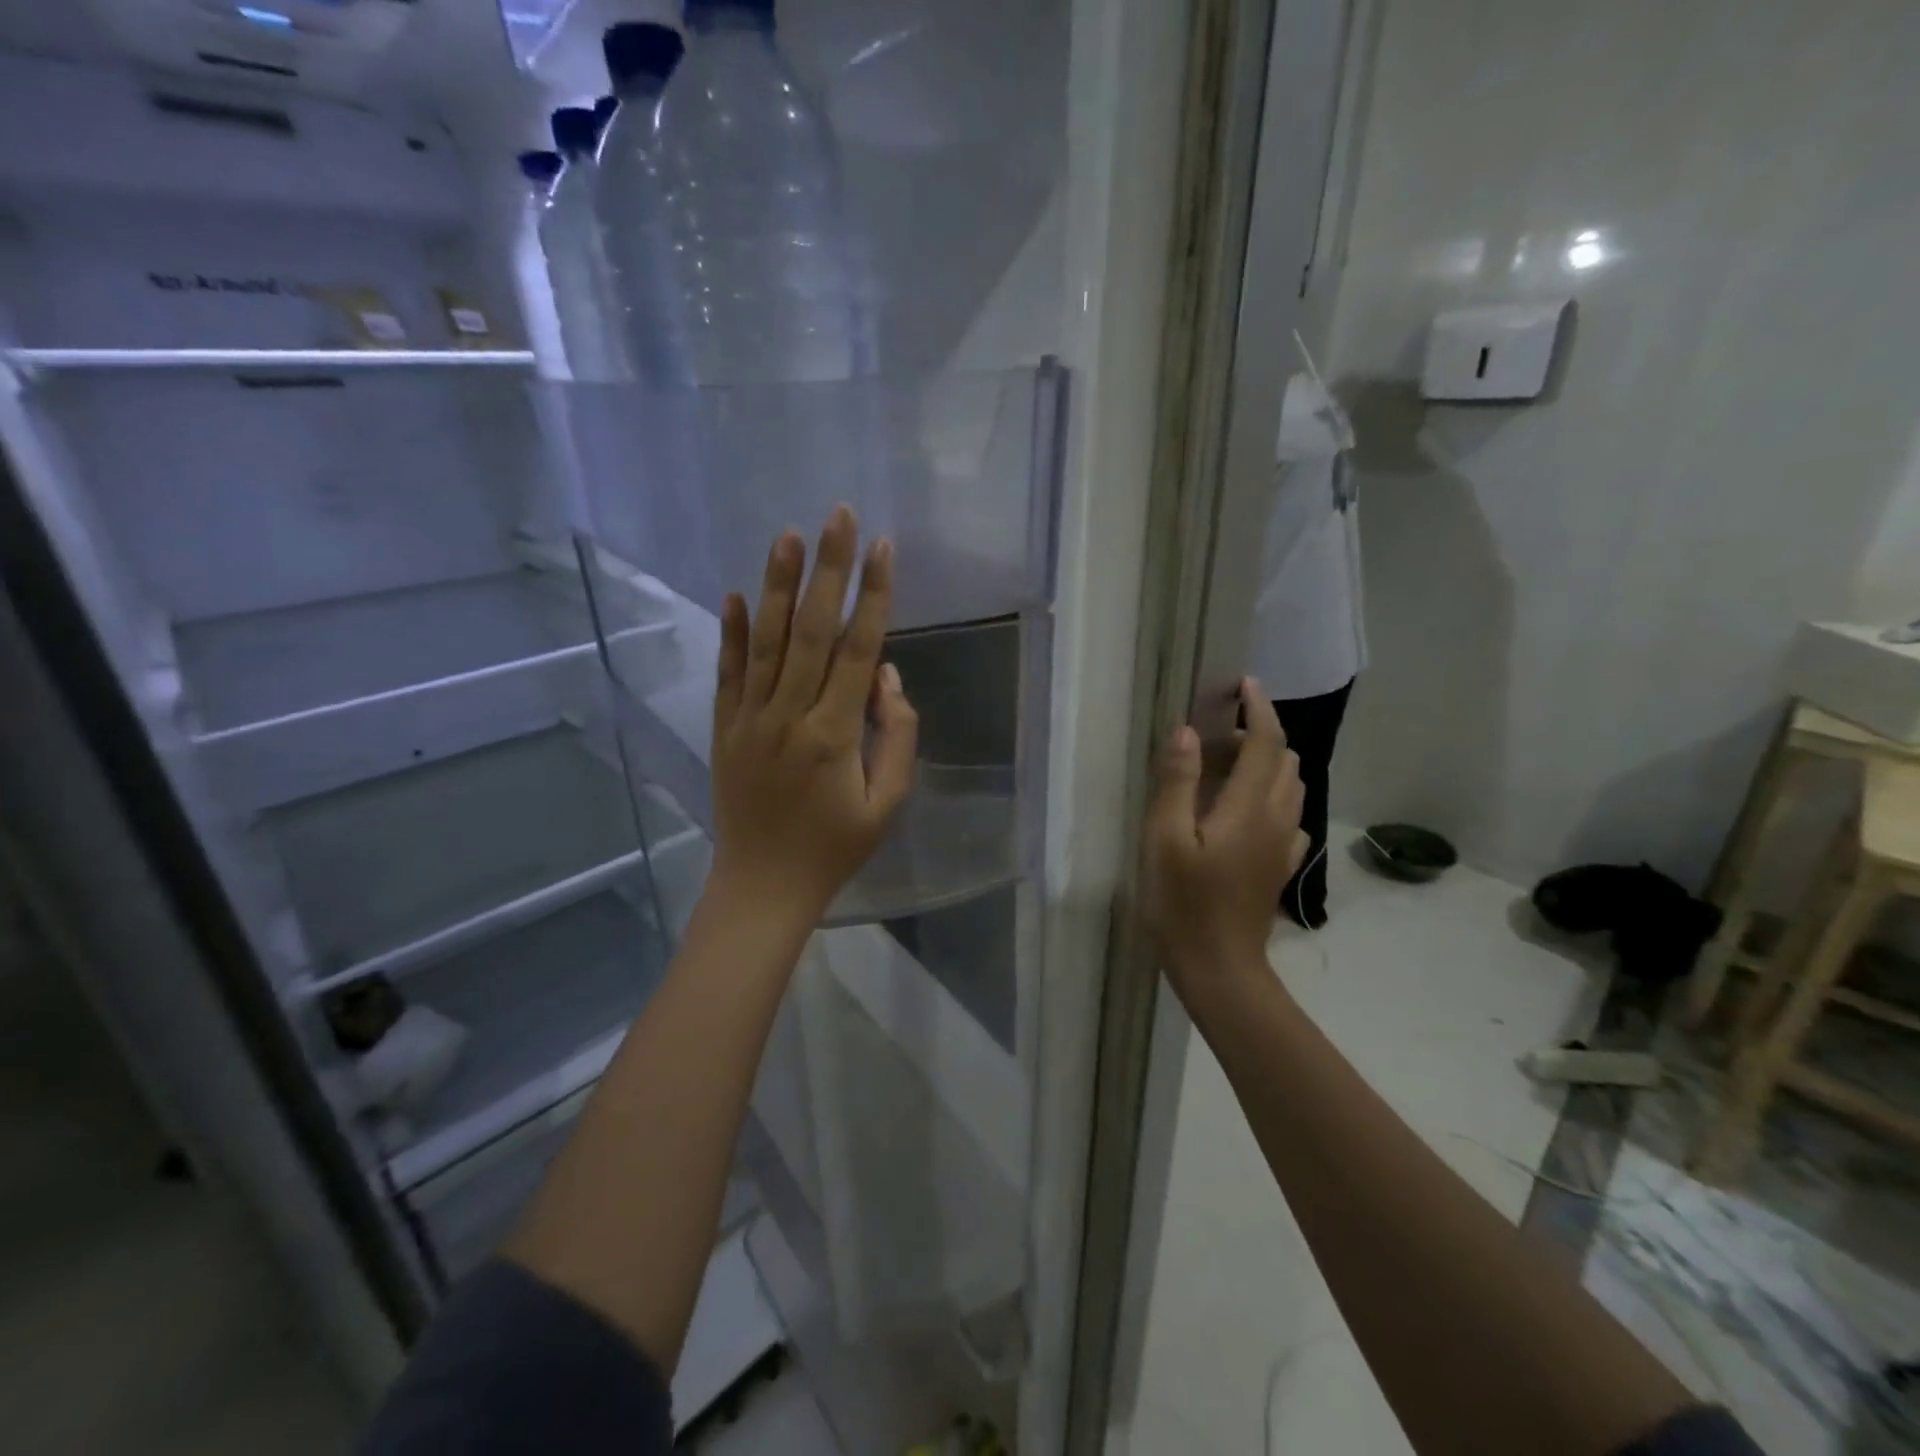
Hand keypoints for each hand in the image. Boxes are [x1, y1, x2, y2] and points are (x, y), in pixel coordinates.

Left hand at [709, 506, 918, 932]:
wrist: (764, 886)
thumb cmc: (836, 848)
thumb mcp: (887, 803)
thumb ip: (895, 736)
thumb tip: (888, 677)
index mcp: (835, 734)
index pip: (859, 651)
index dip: (875, 597)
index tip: (885, 550)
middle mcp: (789, 715)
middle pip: (813, 631)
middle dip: (830, 569)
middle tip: (839, 516)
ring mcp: (750, 720)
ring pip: (767, 642)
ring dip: (780, 587)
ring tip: (789, 536)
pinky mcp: (725, 729)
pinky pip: (728, 673)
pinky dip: (731, 633)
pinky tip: (734, 594)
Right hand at [1144, 679, 1308, 997]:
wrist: (1219, 967)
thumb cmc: (1183, 903)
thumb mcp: (1164, 840)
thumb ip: (1178, 782)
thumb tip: (1188, 731)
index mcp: (1248, 807)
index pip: (1265, 743)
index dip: (1258, 709)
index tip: (1244, 684)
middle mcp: (1277, 819)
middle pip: (1285, 760)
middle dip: (1262, 733)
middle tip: (1220, 730)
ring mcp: (1284, 845)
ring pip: (1291, 786)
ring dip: (1268, 763)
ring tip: (1228, 763)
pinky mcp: (1281, 866)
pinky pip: (1289, 816)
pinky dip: (1273, 796)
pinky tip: (1246, 809)